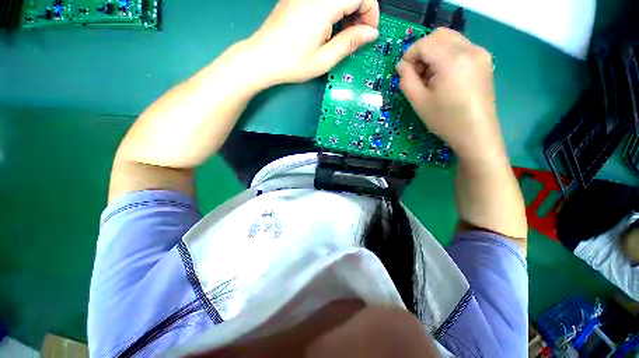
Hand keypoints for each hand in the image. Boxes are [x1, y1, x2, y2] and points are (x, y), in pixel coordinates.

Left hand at [248, 0, 379, 84]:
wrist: (262, 58)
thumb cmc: (292, 63)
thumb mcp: (324, 59)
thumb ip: (349, 43)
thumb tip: (371, 34)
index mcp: (323, 5)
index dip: (371, 12)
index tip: (368, 33)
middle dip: (361, 12)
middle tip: (356, 37)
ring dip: (348, 11)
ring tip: (343, 36)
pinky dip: (335, 11)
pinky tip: (330, 29)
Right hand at [396, 28, 503, 161]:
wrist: (476, 133)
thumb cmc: (445, 120)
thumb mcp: (418, 102)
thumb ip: (406, 80)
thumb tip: (401, 65)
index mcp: (452, 61)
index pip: (425, 43)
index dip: (409, 55)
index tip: (403, 72)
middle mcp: (469, 49)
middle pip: (439, 35)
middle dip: (422, 50)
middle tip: (416, 73)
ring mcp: (480, 53)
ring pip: (450, 39)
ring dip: (434, 52)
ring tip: (429, 76)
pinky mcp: (484, 60)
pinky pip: (460, 47)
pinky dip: (446, 55)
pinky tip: (443, 75)